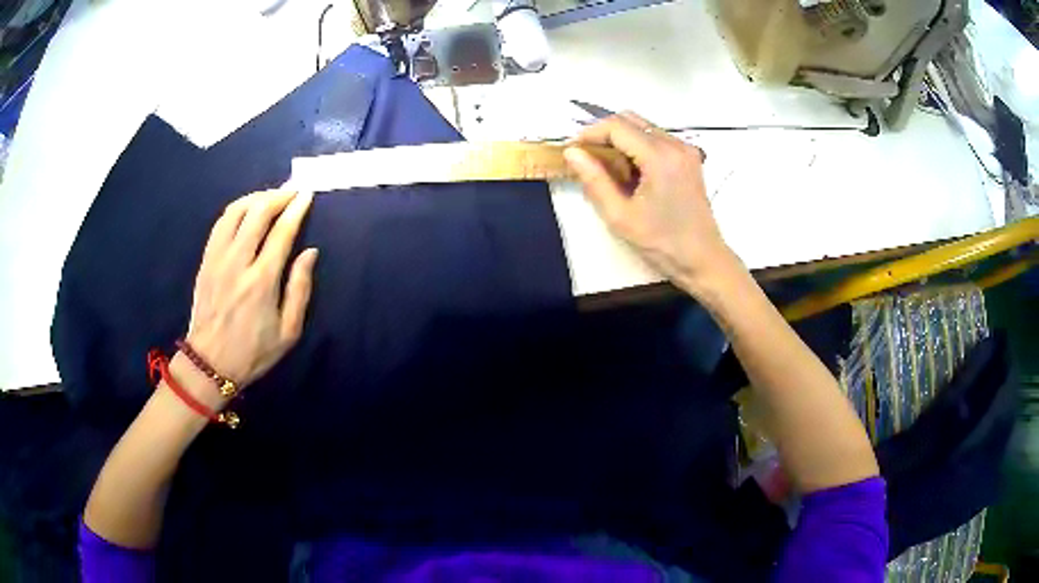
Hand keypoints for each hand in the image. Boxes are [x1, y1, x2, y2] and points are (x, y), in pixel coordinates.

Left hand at [185, 190, 317, 388]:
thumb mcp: (288, 332)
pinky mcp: (206, 261)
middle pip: (257, 212)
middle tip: (292, 190)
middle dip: (278, 195)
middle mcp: (238, 262)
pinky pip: (220, 224)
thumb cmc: (253, 352)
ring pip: (235, 212)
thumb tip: (310, 253)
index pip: (282, 232)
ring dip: (255, 197)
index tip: (307, 194)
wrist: (209, 364)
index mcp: (262, 281)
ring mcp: (217, 258)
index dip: (296, 209)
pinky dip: (236, 209)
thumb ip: (300, 289)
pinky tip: (245, 210)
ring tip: (270, 197)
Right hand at [564, 112, 739, 293]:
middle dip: (603, 133)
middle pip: (631, 120)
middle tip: (585, 156)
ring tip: (605, 166)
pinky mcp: (689, 158)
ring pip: (643, 127)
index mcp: (660, 157)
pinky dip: (637, 146)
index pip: (617, 127)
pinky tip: (629, 171)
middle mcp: (675, 144)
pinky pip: (656, 139)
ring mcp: (686, 150)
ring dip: (620, 139)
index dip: (589, 133)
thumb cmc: (662, 244)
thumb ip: (594, 180)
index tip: (572, 149)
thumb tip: (572, 152)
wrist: (703, 260)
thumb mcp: (620, 216)